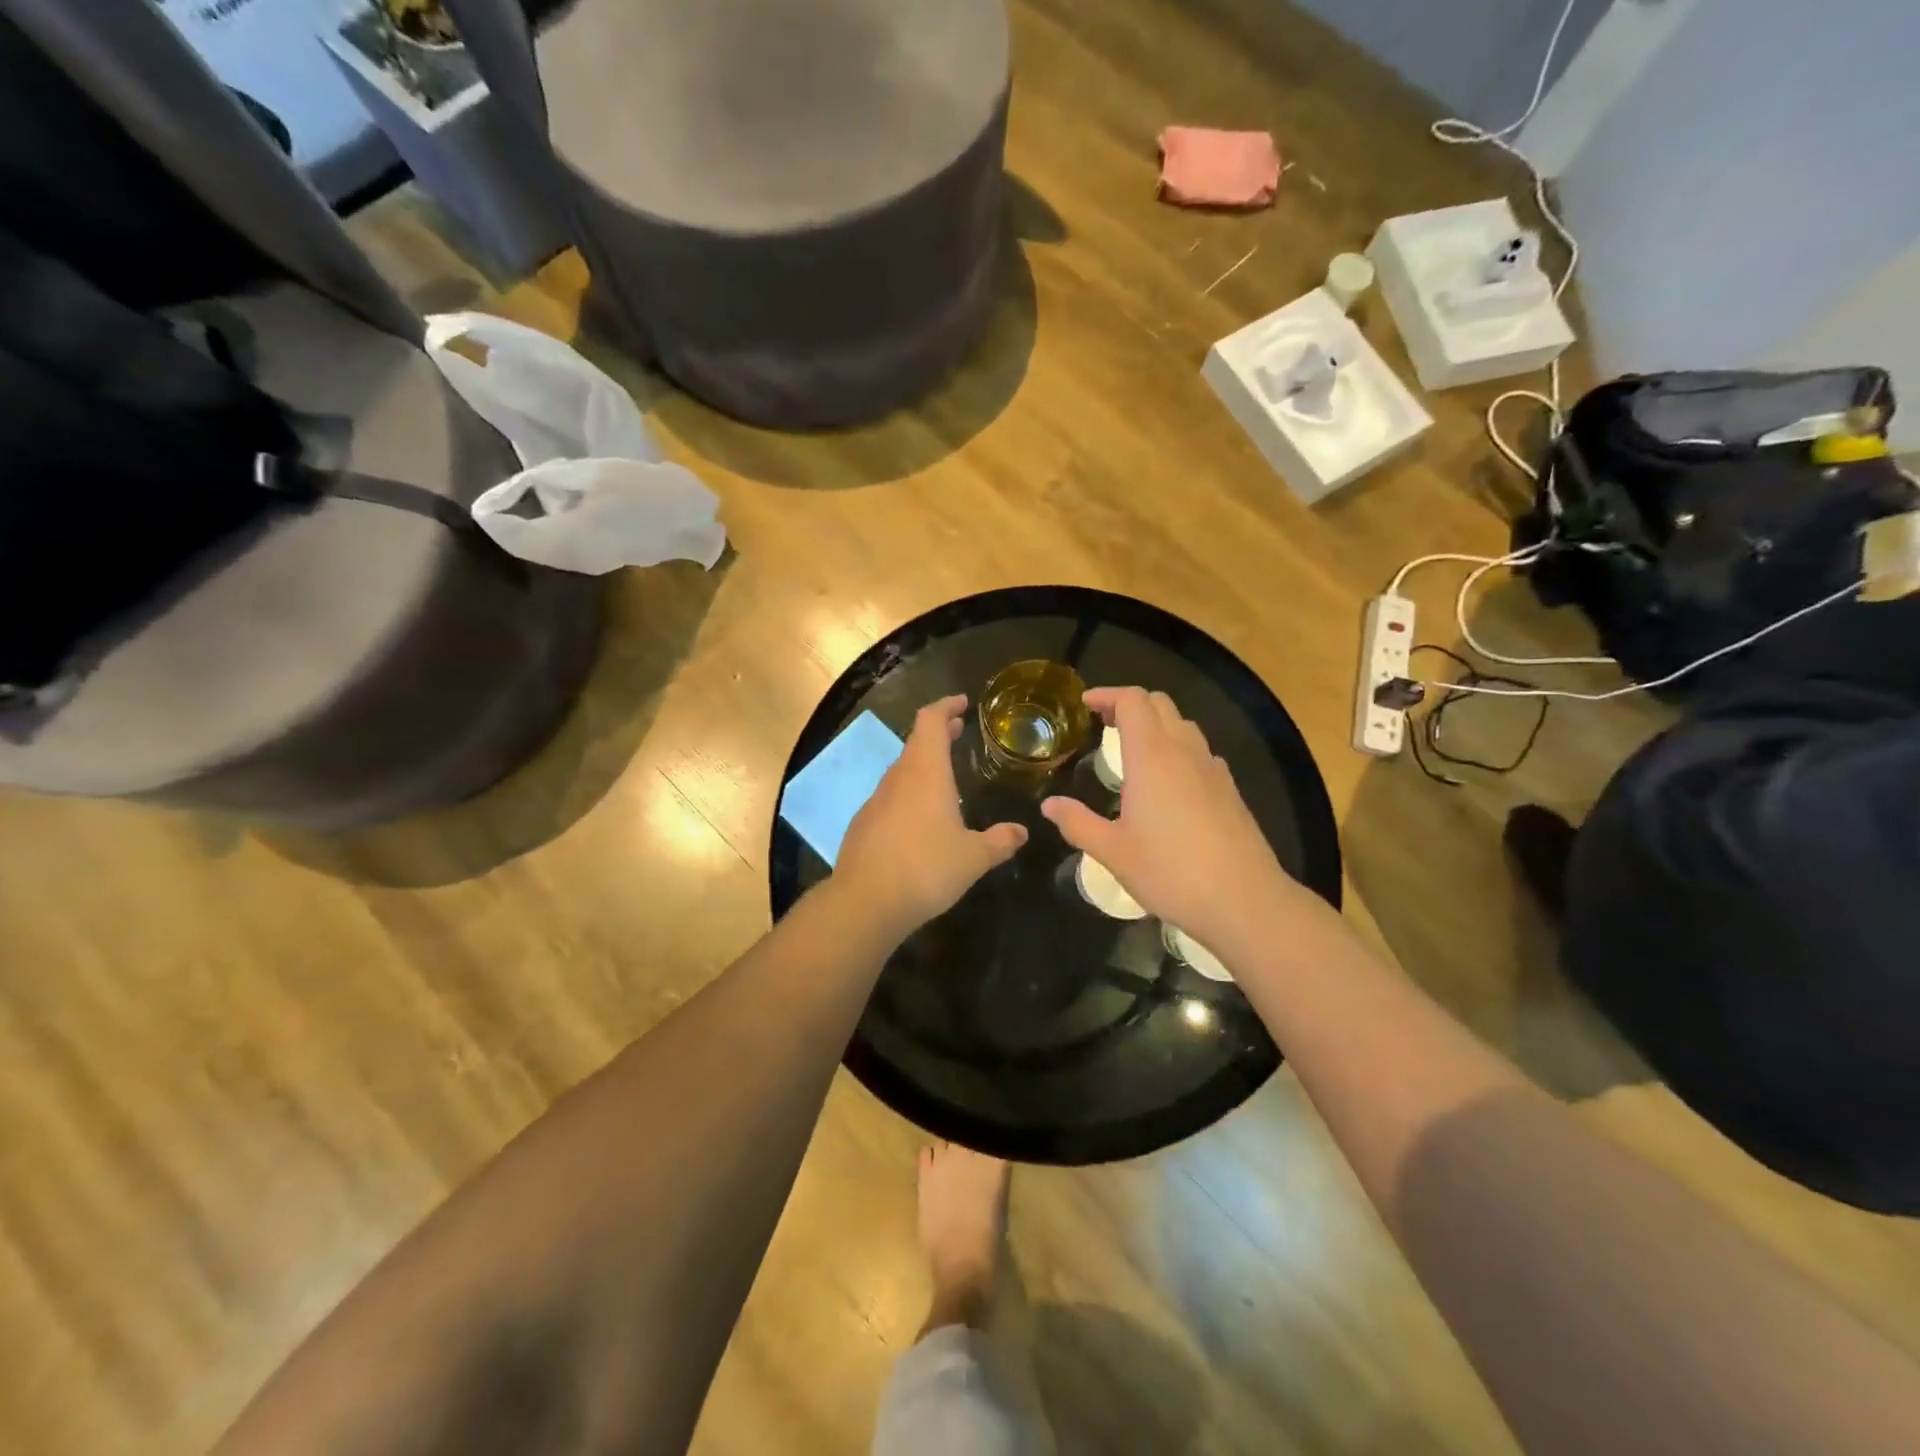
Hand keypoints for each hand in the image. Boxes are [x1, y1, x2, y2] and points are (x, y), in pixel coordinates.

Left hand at [834, 695, 1027, 938]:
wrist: (866, 902)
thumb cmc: (926, 869)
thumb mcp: (974, 858)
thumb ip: (999, 841)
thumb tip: (1021, 832)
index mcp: (926, 773)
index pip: (931, 721)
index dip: (946, 706)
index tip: (962, 703)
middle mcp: (898, 778)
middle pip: (916, 742)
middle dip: (938, 734)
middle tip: (958, 731)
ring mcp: (876, 801)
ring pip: (902, 771)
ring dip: (922, 765)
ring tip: (944, 777)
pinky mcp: (863, 824)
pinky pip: (890, 798)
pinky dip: (908, 793)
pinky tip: (920, 819)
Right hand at [1041, 687, 1296, 955]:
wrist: (1244, 899)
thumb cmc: (1170, 871)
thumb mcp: (1113, 852)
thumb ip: (1078, 823)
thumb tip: (1049, 806)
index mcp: (1152, 757)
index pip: (1133, 701)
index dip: (1107, 695)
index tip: (1085, 705)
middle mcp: (1184, 752)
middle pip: (1160, 704)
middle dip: (1130, 704)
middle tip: (1103, 724)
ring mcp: (1213, 769)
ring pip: (1184, 725)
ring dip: (1156, 725)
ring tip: (1132, 750)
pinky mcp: (1230, 790)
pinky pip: (1200, 752)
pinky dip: (1178, 750)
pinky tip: (1169, 783)